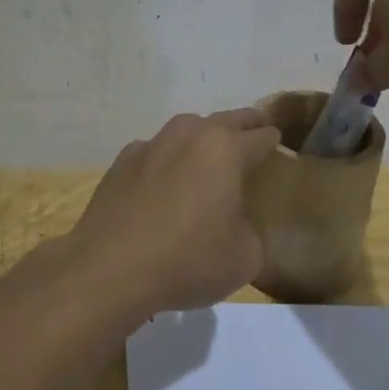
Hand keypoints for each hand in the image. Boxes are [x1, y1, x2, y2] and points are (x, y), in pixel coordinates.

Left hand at [65, 109, 280, 313]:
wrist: (110, 269)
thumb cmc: (188, 260)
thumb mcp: (245, 257)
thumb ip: (250, 230)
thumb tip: (235, 224)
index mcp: (225, 149)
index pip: (261, 137)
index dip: (274, 143)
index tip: (278, 148)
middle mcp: (188, 135)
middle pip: (226, 120)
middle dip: (244, 125)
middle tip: (255, 130)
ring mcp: (150, 145)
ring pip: (186, 130)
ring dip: (202, 137)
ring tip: (208, 155)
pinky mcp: (121, 163)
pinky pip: (154, 151)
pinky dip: (166, 159)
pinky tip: (164, 180)